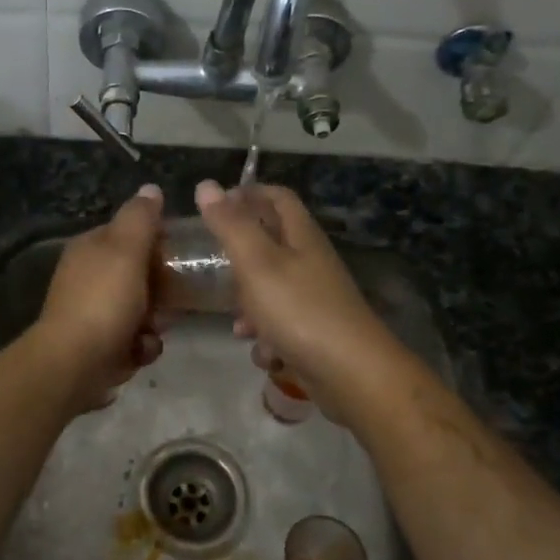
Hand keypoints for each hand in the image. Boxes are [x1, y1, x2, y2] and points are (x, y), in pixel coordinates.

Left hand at [32, 184, 165, 410]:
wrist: (75, 364)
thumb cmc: (104, 301)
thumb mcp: (126, 250)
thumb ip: (140, 218)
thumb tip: (151, 189)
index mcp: (91, 248)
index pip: (131, 233)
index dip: (158, 242)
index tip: (181, 255)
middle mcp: (88, 277)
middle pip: (140, 274)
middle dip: (161, 290)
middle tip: (172, 299)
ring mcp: (93, 312)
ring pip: (142, 309)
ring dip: (154, 323)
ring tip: (151, 330)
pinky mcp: (100, 345)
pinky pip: (134, 339)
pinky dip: (140, 346)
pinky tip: (138, 352)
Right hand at [193, 180, 401, 418]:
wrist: (352, 375)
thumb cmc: (300, 310)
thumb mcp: (256, 263)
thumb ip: (230, 225)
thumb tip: (206, 185)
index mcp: (302, 236)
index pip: (277, 197)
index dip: (248, 193)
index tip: (215, 204)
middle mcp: (311, 262)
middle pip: (272, 245)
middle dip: (240, 257)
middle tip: (213, 266)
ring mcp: (316, 299)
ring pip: (272, 290)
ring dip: (249, 305)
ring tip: (234, 322)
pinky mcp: (316, 333)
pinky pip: (282, 326)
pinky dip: (267, 337)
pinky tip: (263, 353)